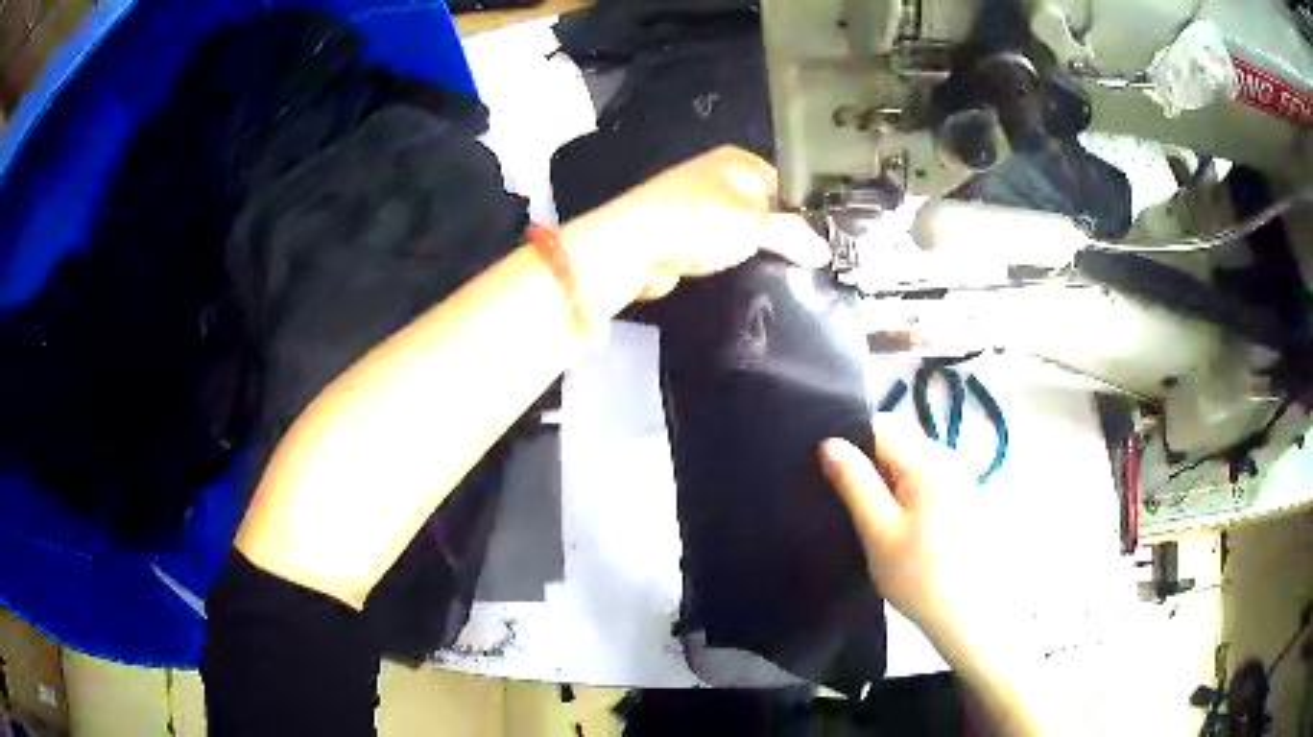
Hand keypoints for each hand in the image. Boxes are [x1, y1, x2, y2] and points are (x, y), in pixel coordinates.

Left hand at [560, 147, 829, 302]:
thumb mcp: (755, 224)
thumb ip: (792, 235)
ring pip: (740, 230)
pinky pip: (717, 248)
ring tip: (779, 273)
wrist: (632, 247)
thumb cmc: (698, 221)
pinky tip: (741, 277)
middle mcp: (717, 177)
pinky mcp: (682, 235)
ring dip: (752, 251)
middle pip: (763, 207)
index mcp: (737, 161)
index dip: (801, 212)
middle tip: (805, 264)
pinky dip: (727, 261)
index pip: (785, 183)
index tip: (820, 244)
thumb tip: (825, 251)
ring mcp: (697, 207)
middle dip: (779, 235)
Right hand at [818, 425, 1002, 640]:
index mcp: (926, 461)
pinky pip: (924, 481)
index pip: (879, 427)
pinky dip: (906, 496)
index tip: (831, 476)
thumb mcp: (878, 531)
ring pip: (909, 464)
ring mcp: (959, 478)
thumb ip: (854, 483)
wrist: (967, 615)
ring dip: (887, 483)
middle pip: (897, 442)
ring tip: (872, 521)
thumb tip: (829, 442)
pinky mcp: (963, 498)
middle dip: (869, 466)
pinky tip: (900, 530)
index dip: (850, 444)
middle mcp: (947, 459)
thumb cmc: (919, 575)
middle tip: (850, 506)